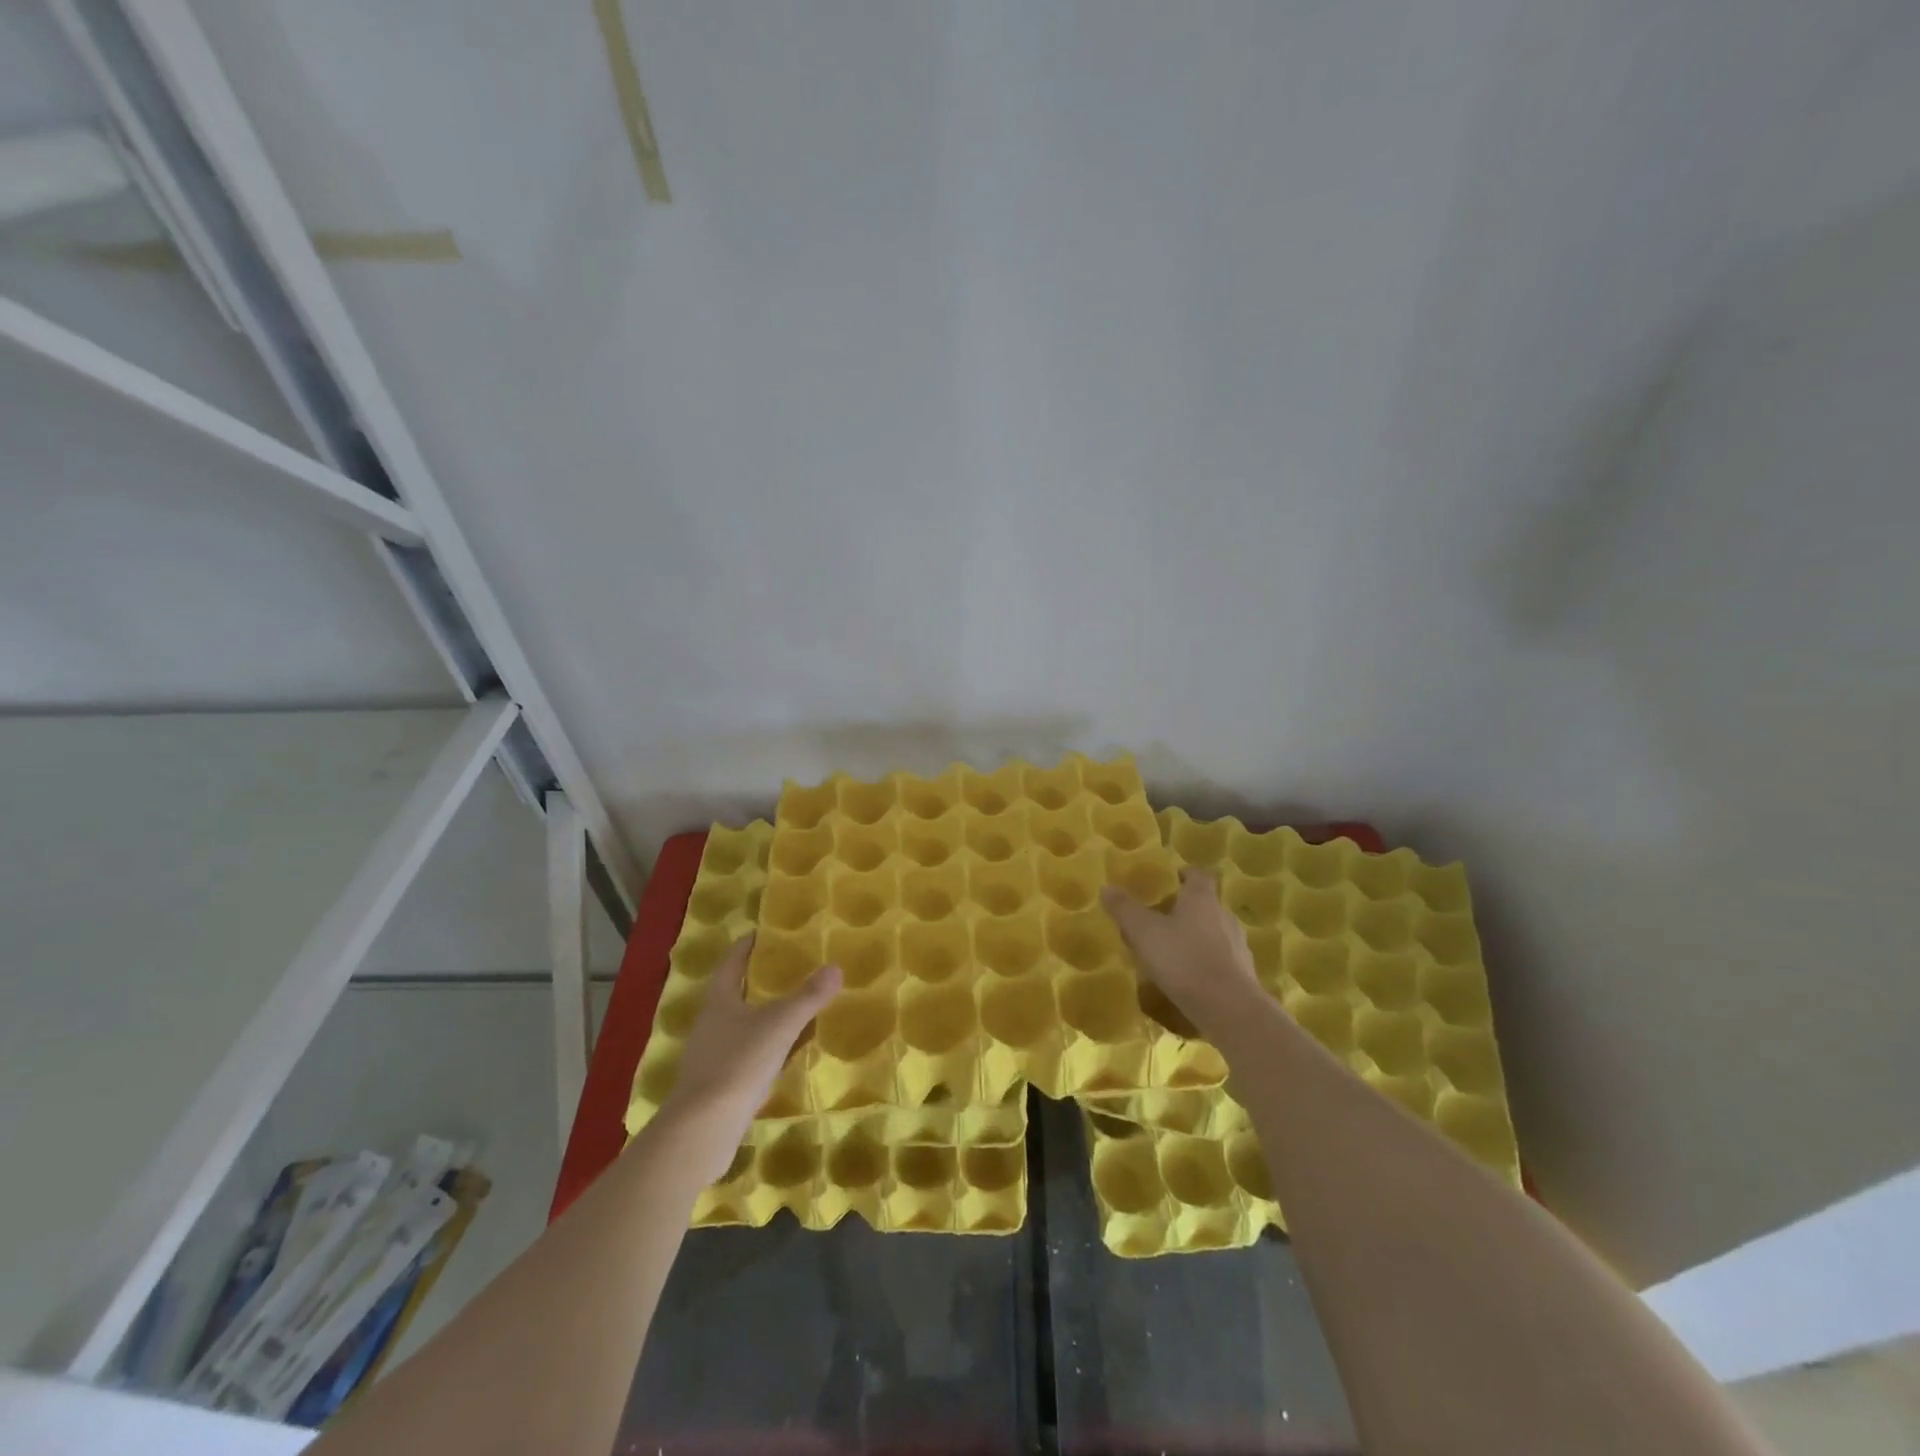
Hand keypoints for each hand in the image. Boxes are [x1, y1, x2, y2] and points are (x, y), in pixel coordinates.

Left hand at [659, 937, 839, 1178]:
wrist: (701, 1132)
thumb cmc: (738, 1065)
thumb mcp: (779, 1026)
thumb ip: (808, 997)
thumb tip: (835, 967)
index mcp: (719, 1002)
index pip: (731, 964)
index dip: (746, 947)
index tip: (762, 933)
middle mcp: (710, 1025)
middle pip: (733, 994)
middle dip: (756, 982)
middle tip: (787, 969)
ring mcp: (710, 1058)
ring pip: (739, 1027)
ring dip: (761, 1018)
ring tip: (791, 1010)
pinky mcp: (716, 1087)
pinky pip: (744, 1057)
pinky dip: (763, 1050)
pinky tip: (783, 1057)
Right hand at [1101, 869, 1261, 1038]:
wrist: (1229, 1009)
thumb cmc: (1183, 959)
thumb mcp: (1144, 932)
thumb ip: (1125, 909)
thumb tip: (1107, 887)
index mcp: (1202, 899)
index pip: (1199, 875)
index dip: (1185, 874)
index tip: (1172, 880)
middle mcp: (1224, 916)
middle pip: (1206, 904)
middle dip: (1185, 909)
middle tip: (1160, 920)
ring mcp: (1238, 946)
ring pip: (1214, 933)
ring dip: (1195, 938)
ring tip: (1171, 953)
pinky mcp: (1243, 974)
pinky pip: (1220, 960)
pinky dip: (1205, 963)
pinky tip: (1188, 979)